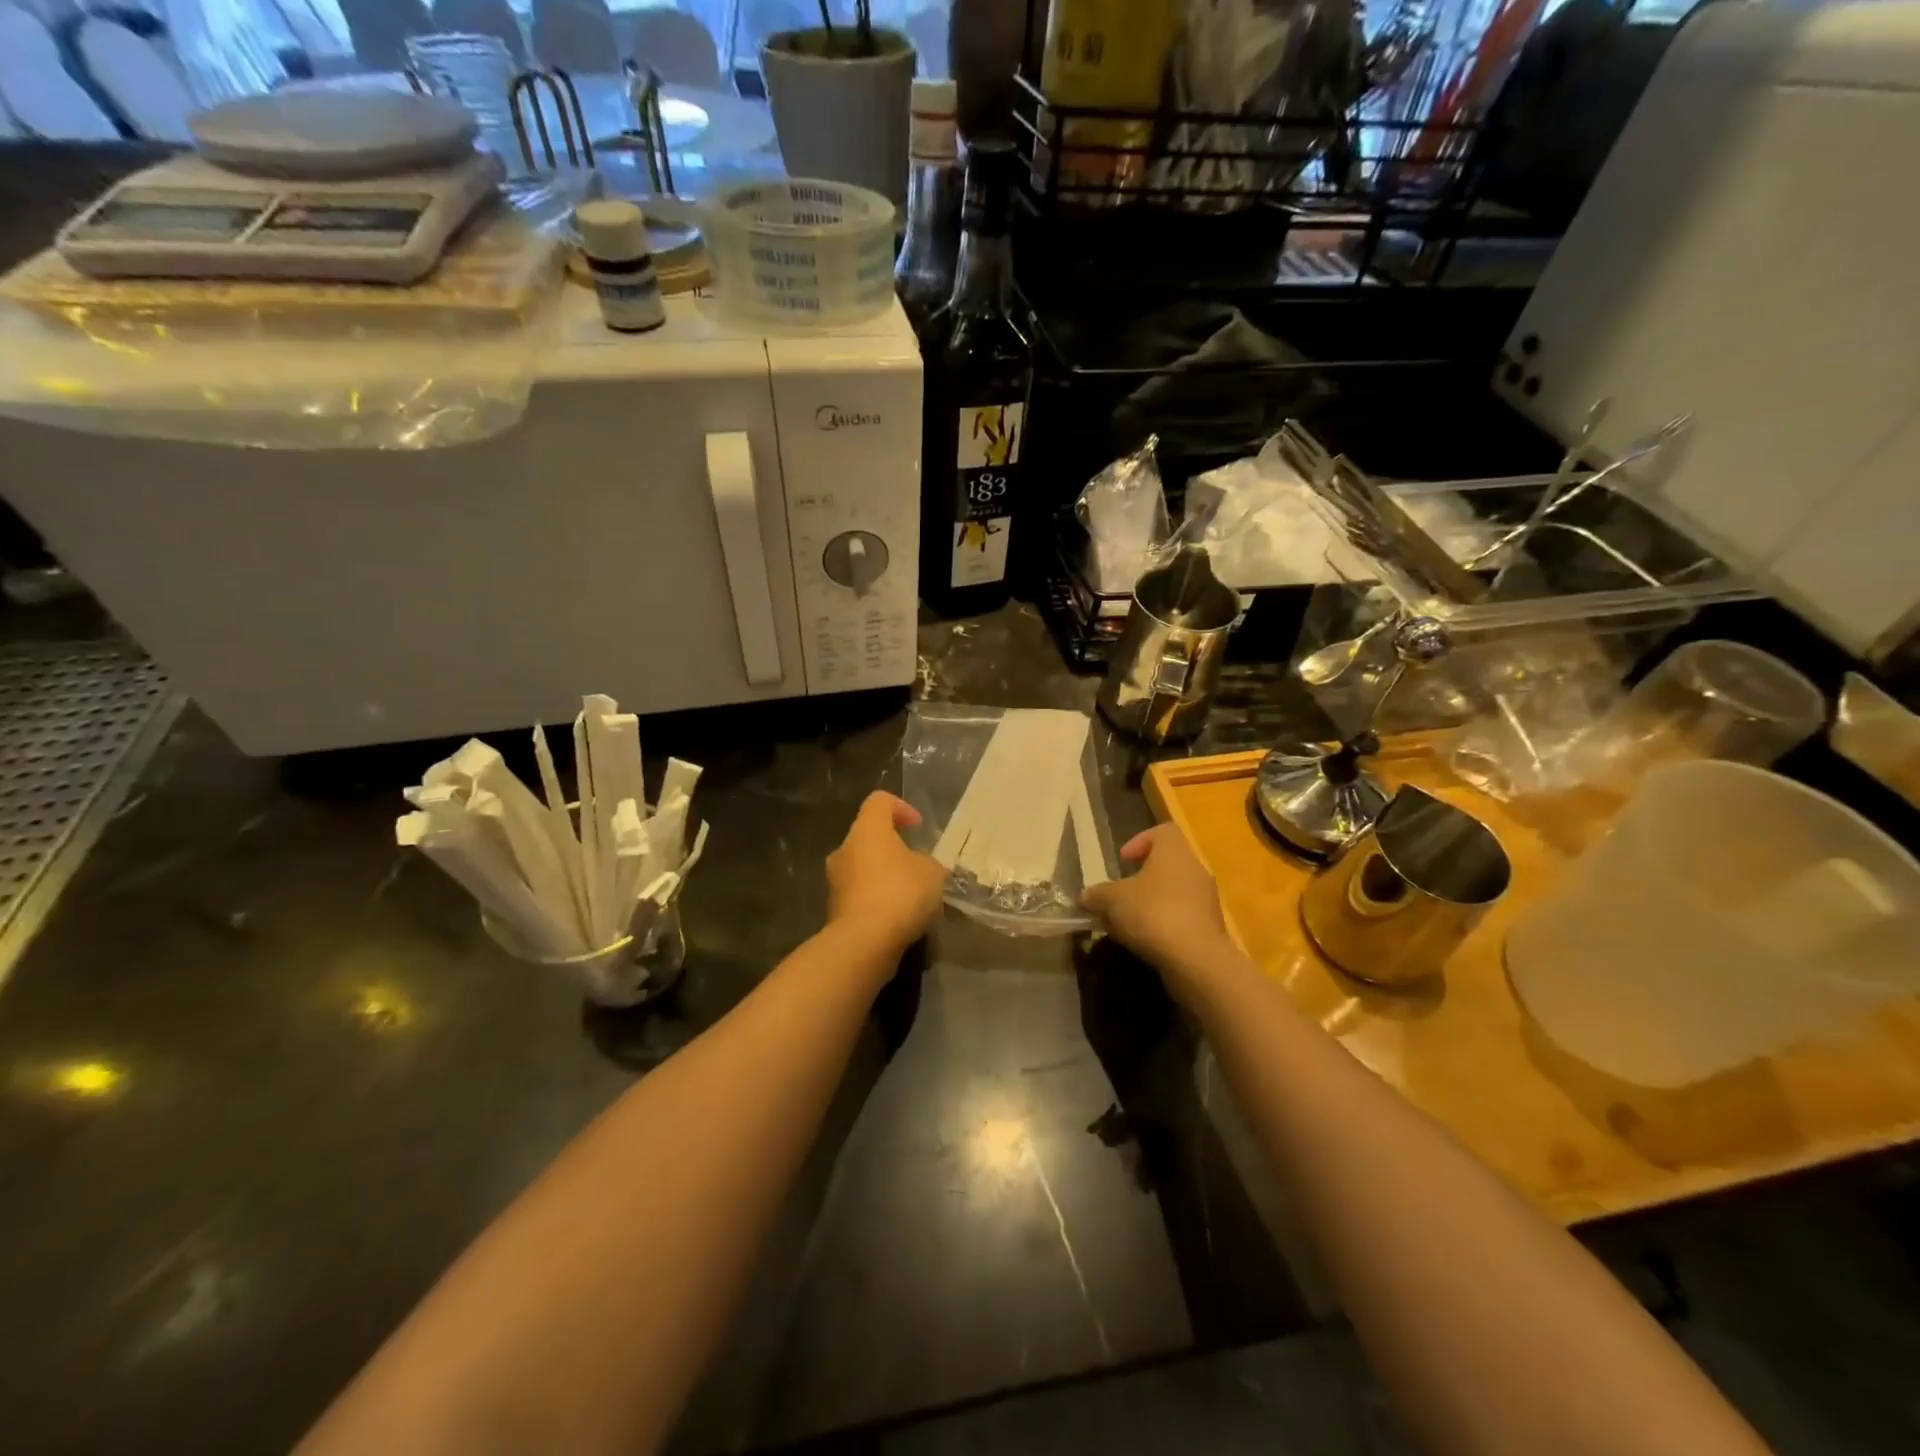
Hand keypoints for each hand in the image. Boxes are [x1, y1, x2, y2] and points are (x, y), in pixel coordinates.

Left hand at [825, 791, 946, 958]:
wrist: (864, 943)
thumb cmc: (901, 893)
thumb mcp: (932, 872)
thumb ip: (926, 863)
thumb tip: (916, 866)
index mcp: (867, 830)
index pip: (879, 801)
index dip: (901, 807)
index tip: (918, 826)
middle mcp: (844, 849)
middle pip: (869, 837)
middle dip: (893, 849)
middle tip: (917, 866)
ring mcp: (835, 881)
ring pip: (863, 868)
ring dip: (884, 876)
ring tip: (910, 896)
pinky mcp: (834, 909)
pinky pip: (860, 895)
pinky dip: (877, 901)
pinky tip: (898, 918)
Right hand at [1081, 825, 1239, 1004]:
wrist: (1196, 959)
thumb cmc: (1153, 913)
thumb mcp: (1112, 900)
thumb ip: (1097, 895)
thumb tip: (1085, 897)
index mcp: (1174, 852)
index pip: (1162, 832)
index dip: (1140, 841)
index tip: (1122, 860)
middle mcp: (1195, 870)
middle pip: (1166, 865)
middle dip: (1140, 880)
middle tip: (1119, 895)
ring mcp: (1206, 900)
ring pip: (1173, 894)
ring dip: (1150, 905)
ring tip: (1126, 924)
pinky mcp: (1210, 928)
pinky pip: (1182, 918)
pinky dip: (1163, 925)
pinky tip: (1144, 942)